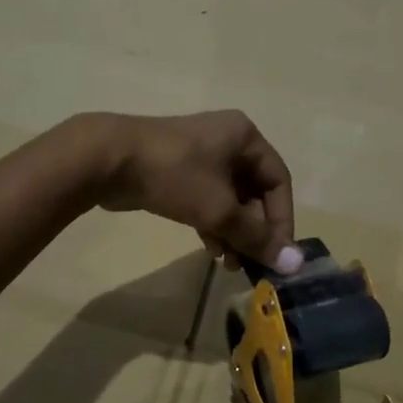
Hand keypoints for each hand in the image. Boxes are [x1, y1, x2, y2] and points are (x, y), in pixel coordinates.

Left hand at [93, 110, 302, 272]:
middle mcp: (228, 141)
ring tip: (229, 264)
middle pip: (255, 192)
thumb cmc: (174, 176)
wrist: (107, 160)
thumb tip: (294, 264)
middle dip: (254, 230)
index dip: (282, 220)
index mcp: (245, 137)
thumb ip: (257, 237)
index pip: (279, 181)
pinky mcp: (179, 171)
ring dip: (234, 232)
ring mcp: (201, 155)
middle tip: (251, 264)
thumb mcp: (220, 209)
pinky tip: (211, 250)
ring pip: (231, 199)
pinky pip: (208, 200)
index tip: (277, 254)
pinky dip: (214, 224)